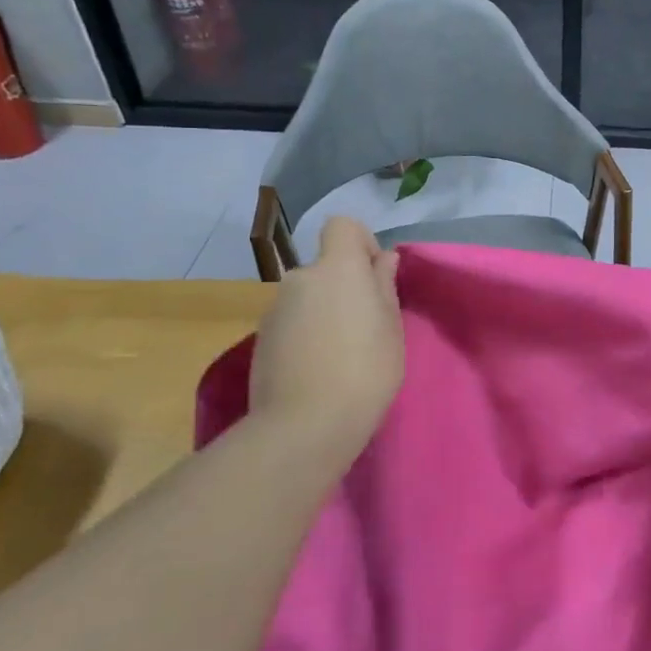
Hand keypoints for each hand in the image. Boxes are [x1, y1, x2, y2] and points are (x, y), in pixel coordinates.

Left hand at [249, 217, 402, 472]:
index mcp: (337, 268)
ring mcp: (274, 309)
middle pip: (326, 267)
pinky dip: (306, 335)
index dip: (362, 243)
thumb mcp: (391, 326)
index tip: (376, 278)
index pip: (342, 226)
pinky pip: (292, 323)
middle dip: (345, 287)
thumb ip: (384, 285)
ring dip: (324, 312)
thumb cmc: (365, 369)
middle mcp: (300, 278)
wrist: (304, 425)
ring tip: (341, 355)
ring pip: (308, 297)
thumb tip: (382, 259)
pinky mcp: (260, 340)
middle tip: (366, 327)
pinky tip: (317, 370)